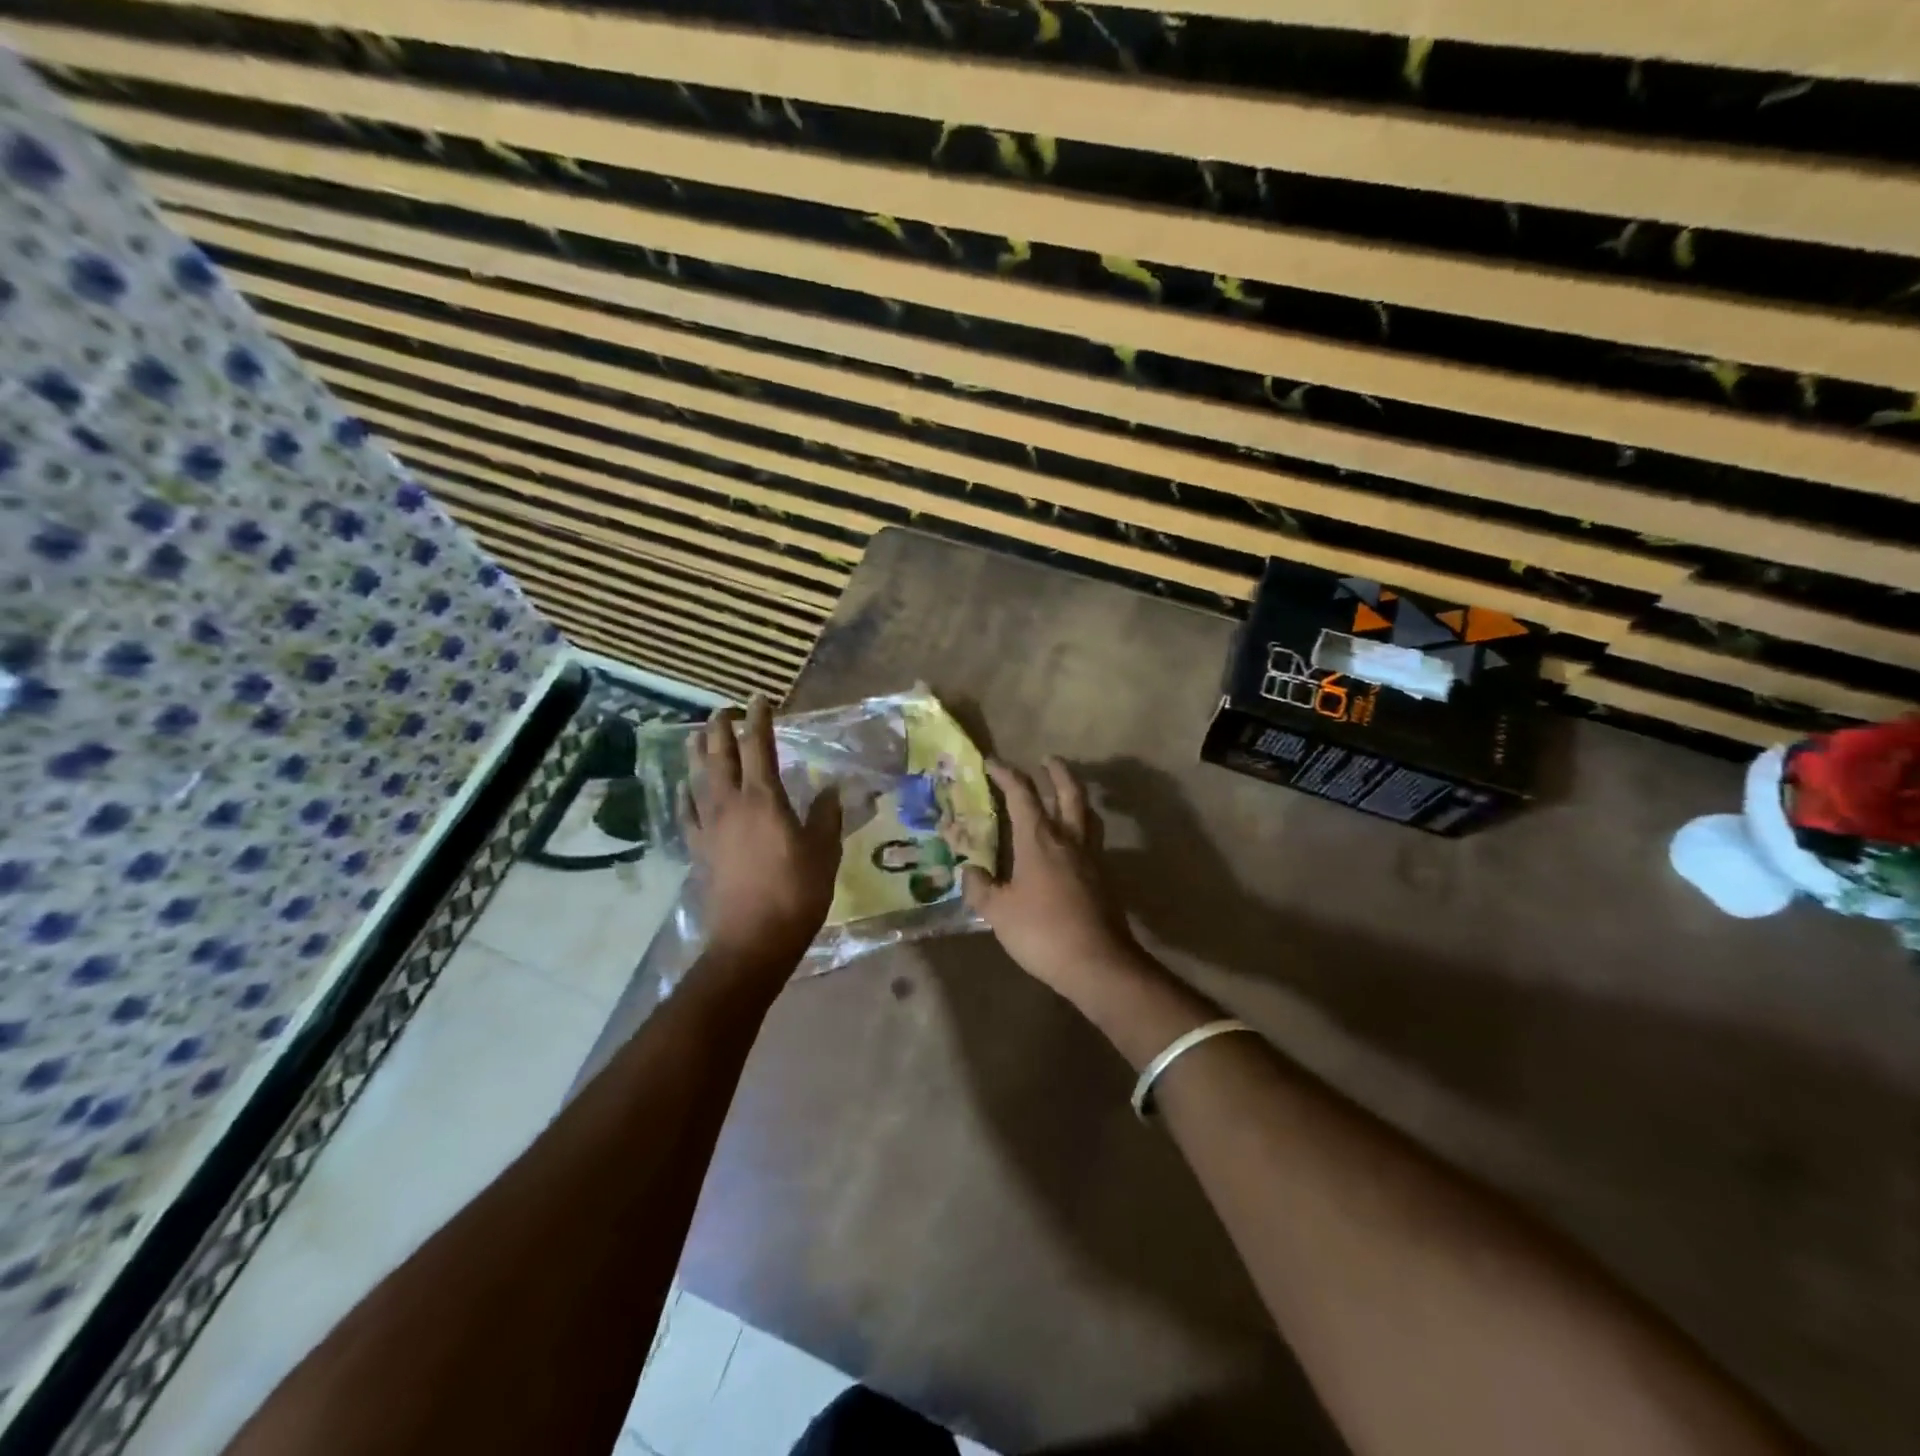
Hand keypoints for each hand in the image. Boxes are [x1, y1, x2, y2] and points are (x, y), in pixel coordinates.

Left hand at [684, 696, 842, 967]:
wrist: (753, 939)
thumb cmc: (796, 892)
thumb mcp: (824, 851)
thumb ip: (825, 816)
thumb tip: (830, 790)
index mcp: (764, 798)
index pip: (758, 747)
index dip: (759, 720)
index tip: (759, 700)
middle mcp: (731, 803)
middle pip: (720, 755)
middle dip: (722, 727)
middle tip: (726, 710)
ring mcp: (710, 826)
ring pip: (698, 778)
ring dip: (699, 752)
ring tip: (699, 735)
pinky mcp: (700, 849)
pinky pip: (688, 812)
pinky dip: (687, 794)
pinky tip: (686, 789)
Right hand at [962, 758, 1141, 999]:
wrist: (1097, 962)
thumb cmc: (1041, 931)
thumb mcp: (998, 912)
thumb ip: (980, 887)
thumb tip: (969, 870)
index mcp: (1039, 839)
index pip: (1022, 794)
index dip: (1006, 774)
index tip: (992, 763)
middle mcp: (1068, 838)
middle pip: (1068, 792)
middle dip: (1057, 772)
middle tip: (1047, 760)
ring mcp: (1091, 857)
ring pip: (1087, 813)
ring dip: (1076, 796)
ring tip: (1066, 794)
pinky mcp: (1104, 876)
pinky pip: (1093, 838)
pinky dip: (1083, 826)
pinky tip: (1074, 842)